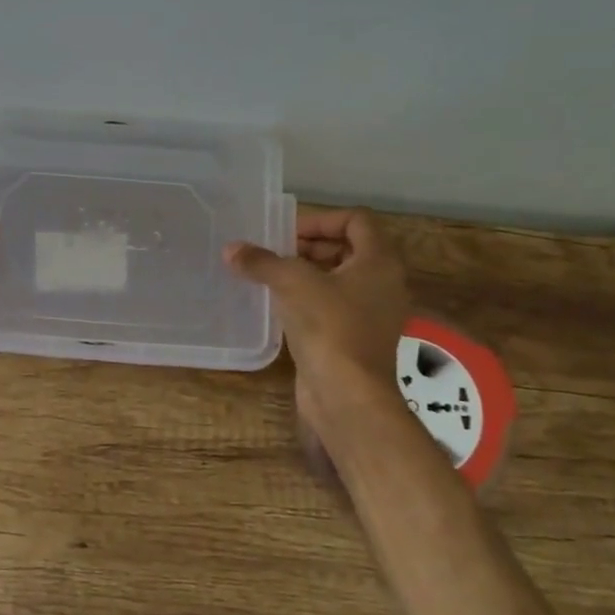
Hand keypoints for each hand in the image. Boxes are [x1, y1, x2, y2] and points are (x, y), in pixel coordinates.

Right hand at [224, 206, 410, 436]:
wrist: (347, 395)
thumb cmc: (329, 327)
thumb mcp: (292, 284)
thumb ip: (262, 262)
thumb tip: (231, 250)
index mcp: (380, 261)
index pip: (356, 221)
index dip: (320, 220)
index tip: (287, 233)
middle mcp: (383, 283)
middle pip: (348, 248)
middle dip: (309, 245)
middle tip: (274, 253)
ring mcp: (371, 314)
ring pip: (339, 279)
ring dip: (306, 273)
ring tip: (270, 276)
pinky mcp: (355, 338)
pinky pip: (333, 306)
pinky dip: (308, 299)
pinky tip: (278, 305)